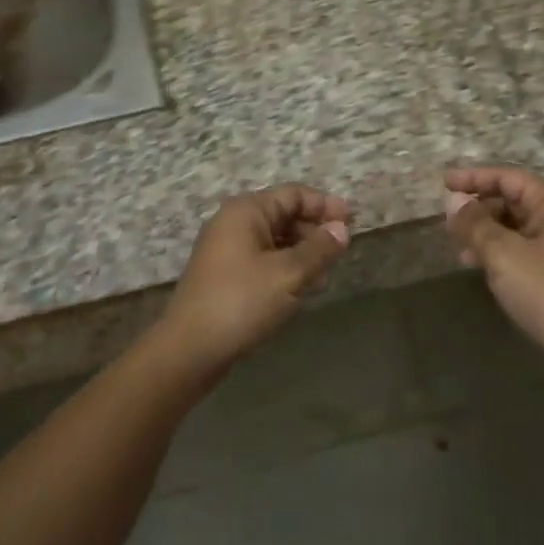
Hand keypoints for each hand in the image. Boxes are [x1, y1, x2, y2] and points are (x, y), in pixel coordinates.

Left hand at [155, 184, 352, 371]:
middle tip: (341, 252)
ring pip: (275, 240)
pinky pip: (263, 259)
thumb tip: (342, 228)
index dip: (325, 205)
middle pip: (283, 214)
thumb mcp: (289, 274)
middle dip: (315, 230)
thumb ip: (320, 249)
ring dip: (302, 251)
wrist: (190, 350)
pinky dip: (285, 267)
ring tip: (325, 273)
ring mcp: (226, 250)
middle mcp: (233, 223)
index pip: (294, 194)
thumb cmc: (242, 302)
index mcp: (246, 211)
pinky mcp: (225, 275)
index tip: (353, 222)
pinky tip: (301, 288)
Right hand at [444, 166, 543, 390]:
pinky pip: (522, 247)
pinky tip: (476, 263)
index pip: (510, 178)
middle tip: (448, 218)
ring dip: (485, 230)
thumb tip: (454, 201)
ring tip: (457, 242)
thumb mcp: (504, 254)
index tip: (444, 183)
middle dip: (479, 207)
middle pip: (514, 199)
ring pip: (516, 225)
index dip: (475, 177)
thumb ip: (475, 224)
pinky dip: (498, 249)